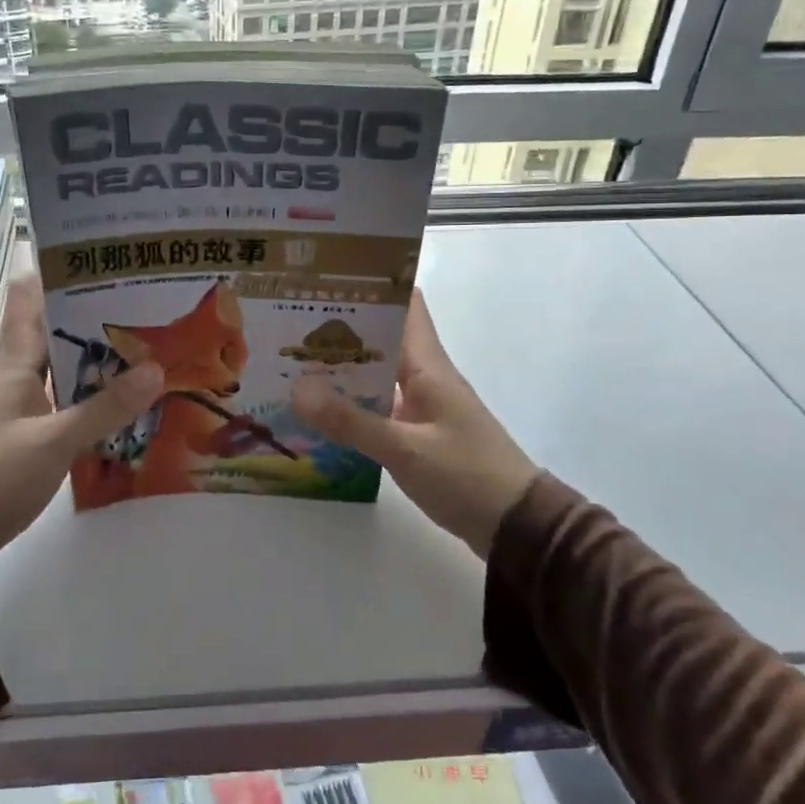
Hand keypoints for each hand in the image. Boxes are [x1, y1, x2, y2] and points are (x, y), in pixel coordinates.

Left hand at [0, 275, 162, 573]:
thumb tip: (155, 370)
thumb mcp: (54, 442)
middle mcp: (13, 380)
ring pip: (58, 372)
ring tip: (140, 348)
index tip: (93, 255)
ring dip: (92, 360)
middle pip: (51, 334)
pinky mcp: (20, 441)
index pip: (29, 303)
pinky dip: (87, 399)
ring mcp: (15, 411)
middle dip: (90, 317)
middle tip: (141, 303)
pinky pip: (60, 406)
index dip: (54, 273)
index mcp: (13, 366)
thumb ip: (104, 408)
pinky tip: (117, 405)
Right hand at [290, 288, 536, 557]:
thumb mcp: (405, 449)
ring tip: (291, 361)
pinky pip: (378, 407)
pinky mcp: (418, 433)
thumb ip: (351, 421)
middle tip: (289, 322)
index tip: (327, 279)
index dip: (372, 285)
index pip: (406, 305)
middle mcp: (424, 377)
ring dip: (342, 367)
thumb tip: (296, 389)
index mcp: (428, 366)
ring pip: (377, 374)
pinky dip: (352, 404)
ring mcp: (422, 406)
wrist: (515, 525)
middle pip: (382, 338)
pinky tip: (319, 411)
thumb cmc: (467, 475)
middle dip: (341, 328)